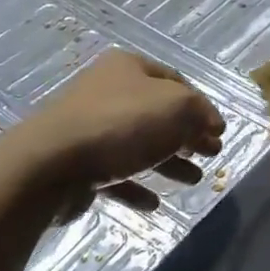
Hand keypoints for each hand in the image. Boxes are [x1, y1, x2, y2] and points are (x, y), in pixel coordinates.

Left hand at [13, 51, 224, 216]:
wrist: (52, 164)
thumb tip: (213, 125)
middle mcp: (106, 91)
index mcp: (128, 67)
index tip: (218, 132)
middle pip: (156, 113)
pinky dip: (136, 186)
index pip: (174, 81)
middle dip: (186, 135)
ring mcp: (89, 128)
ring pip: (138, 145)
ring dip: (167, 163)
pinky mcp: (77, 164)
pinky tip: (153, 203)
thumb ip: (201, 112)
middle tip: (209, 155)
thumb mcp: (177, 108)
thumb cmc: (121, 125)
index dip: (200, 106)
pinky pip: (115, 174)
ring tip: (193, 180)